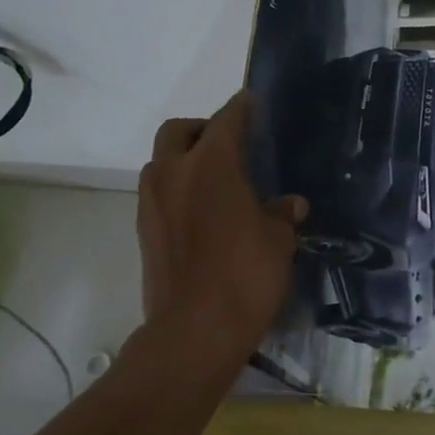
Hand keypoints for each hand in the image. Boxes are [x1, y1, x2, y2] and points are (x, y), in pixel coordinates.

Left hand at [137, 91, 305, 354]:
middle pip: (177, 131)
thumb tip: (289, 205)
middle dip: (200, 128)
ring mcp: (153, 204)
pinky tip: (201, 213)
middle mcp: (175, 174)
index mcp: (212, 165)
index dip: (240, 108)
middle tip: (226, 143)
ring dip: (182, 160)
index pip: (226, 120)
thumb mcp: (278, 241)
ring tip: (213, 179)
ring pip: (161, 162)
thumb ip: (281, 214)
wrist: (195, 332)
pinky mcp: (144, 233)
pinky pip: (158, 194)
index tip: (250, 102)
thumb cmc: (246, 275)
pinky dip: (176, 190)